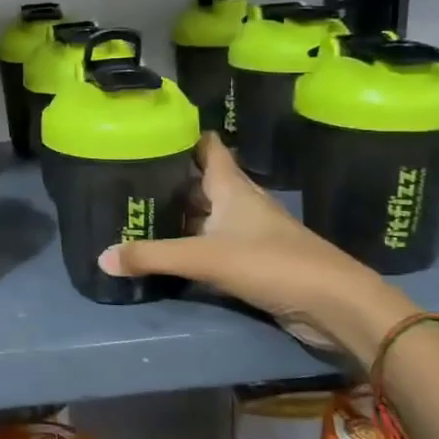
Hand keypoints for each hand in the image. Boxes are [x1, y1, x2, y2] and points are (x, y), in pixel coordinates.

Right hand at [97, 134, 410, 363]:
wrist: (336, 307)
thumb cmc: (273, 265)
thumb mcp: (205, 258)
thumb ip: (153, 256)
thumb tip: (101, 257)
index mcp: (233, 189)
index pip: (208, 149)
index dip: (183, 137)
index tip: (151, 132)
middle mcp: (241, 205)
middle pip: (201, 183)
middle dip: (170, 179)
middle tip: (128, 177)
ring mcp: (250, 234)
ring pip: (207, 215)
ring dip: (180, 214)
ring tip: (140, 212)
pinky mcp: (255, 262)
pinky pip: (214, 245)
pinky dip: (192, 244)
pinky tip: (169, 252)